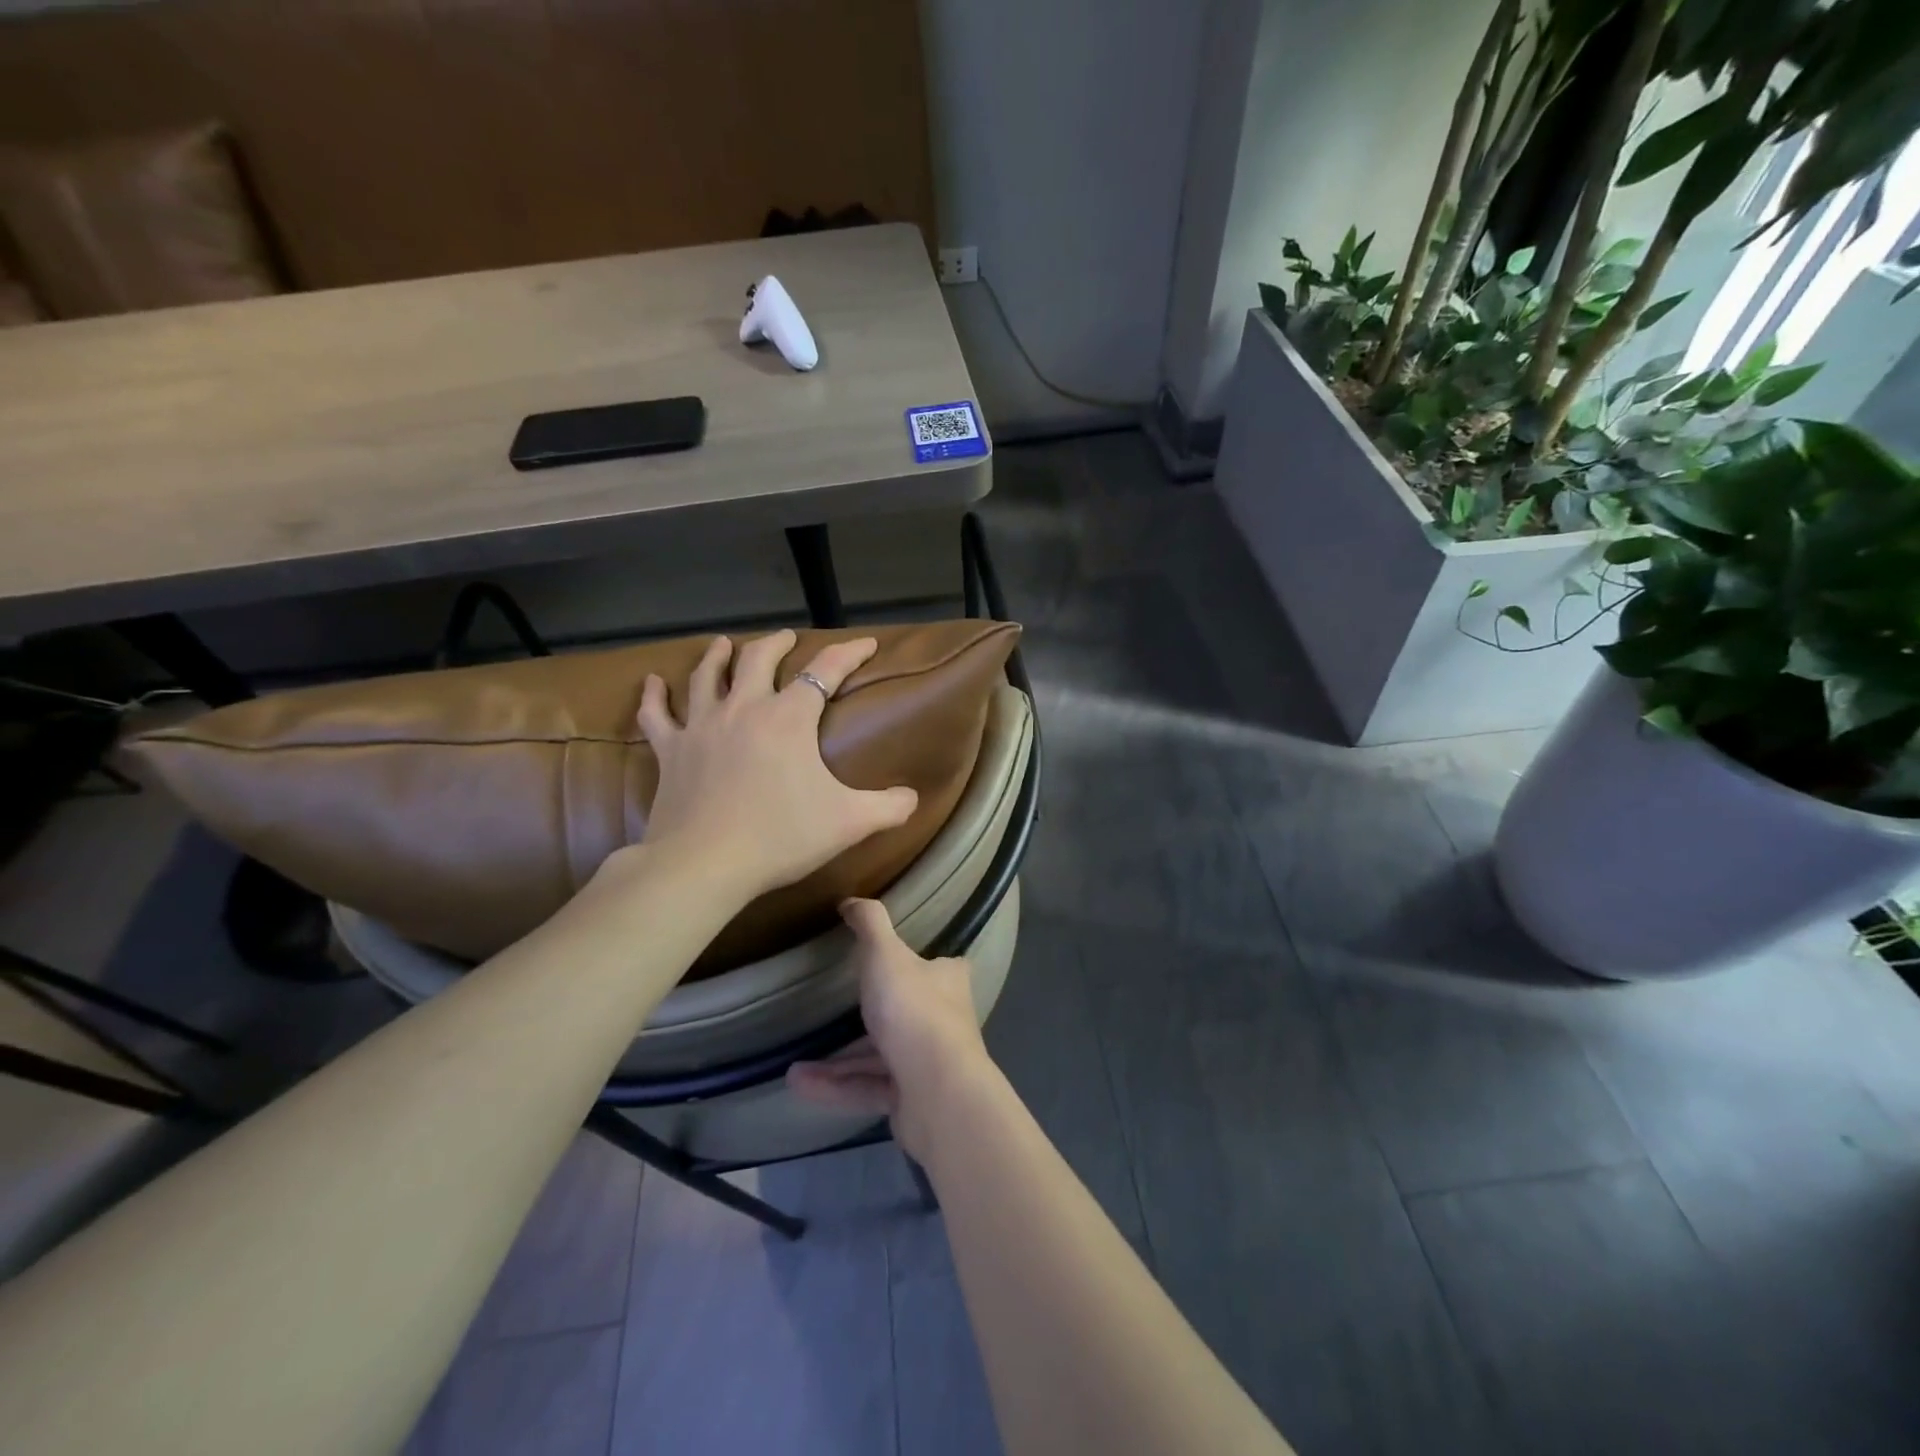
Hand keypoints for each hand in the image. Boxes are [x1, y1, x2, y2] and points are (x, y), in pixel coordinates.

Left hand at [631, 631, 918, 902]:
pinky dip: (654, 695)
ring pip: (707, 675)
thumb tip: (912, 798)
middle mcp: (743, 709)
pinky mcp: (670, 751)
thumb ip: (888, 807)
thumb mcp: (849, 822)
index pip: (825, 671)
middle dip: (777, 643)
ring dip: (718, 655)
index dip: (849, 653)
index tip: (865, 643)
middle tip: (787, 638)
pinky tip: (652, 682)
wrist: (704, 865)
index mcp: (789, 718)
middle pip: (758, 659)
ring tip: (724, 643)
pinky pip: (656, 714)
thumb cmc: (780, 837)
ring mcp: (701, 726)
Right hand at [788, 898, 990, 1160]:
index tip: (894, 961)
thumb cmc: (913, 1011)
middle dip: (870, 1014)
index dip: (925, 961)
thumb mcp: (885, 955)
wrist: (938, 1094)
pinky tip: (798, 1083)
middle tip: (832, 1011)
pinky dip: (836, 1085)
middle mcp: (944, 1020)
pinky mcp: (912, 1100)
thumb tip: (851, 900)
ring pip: (879, 1055)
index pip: (943, 966)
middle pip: (907, 1012)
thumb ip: (870, 925)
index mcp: (947, 981)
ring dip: (838, 1060)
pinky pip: (868, 1087)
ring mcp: (929, 1064)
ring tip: (793, 1063)